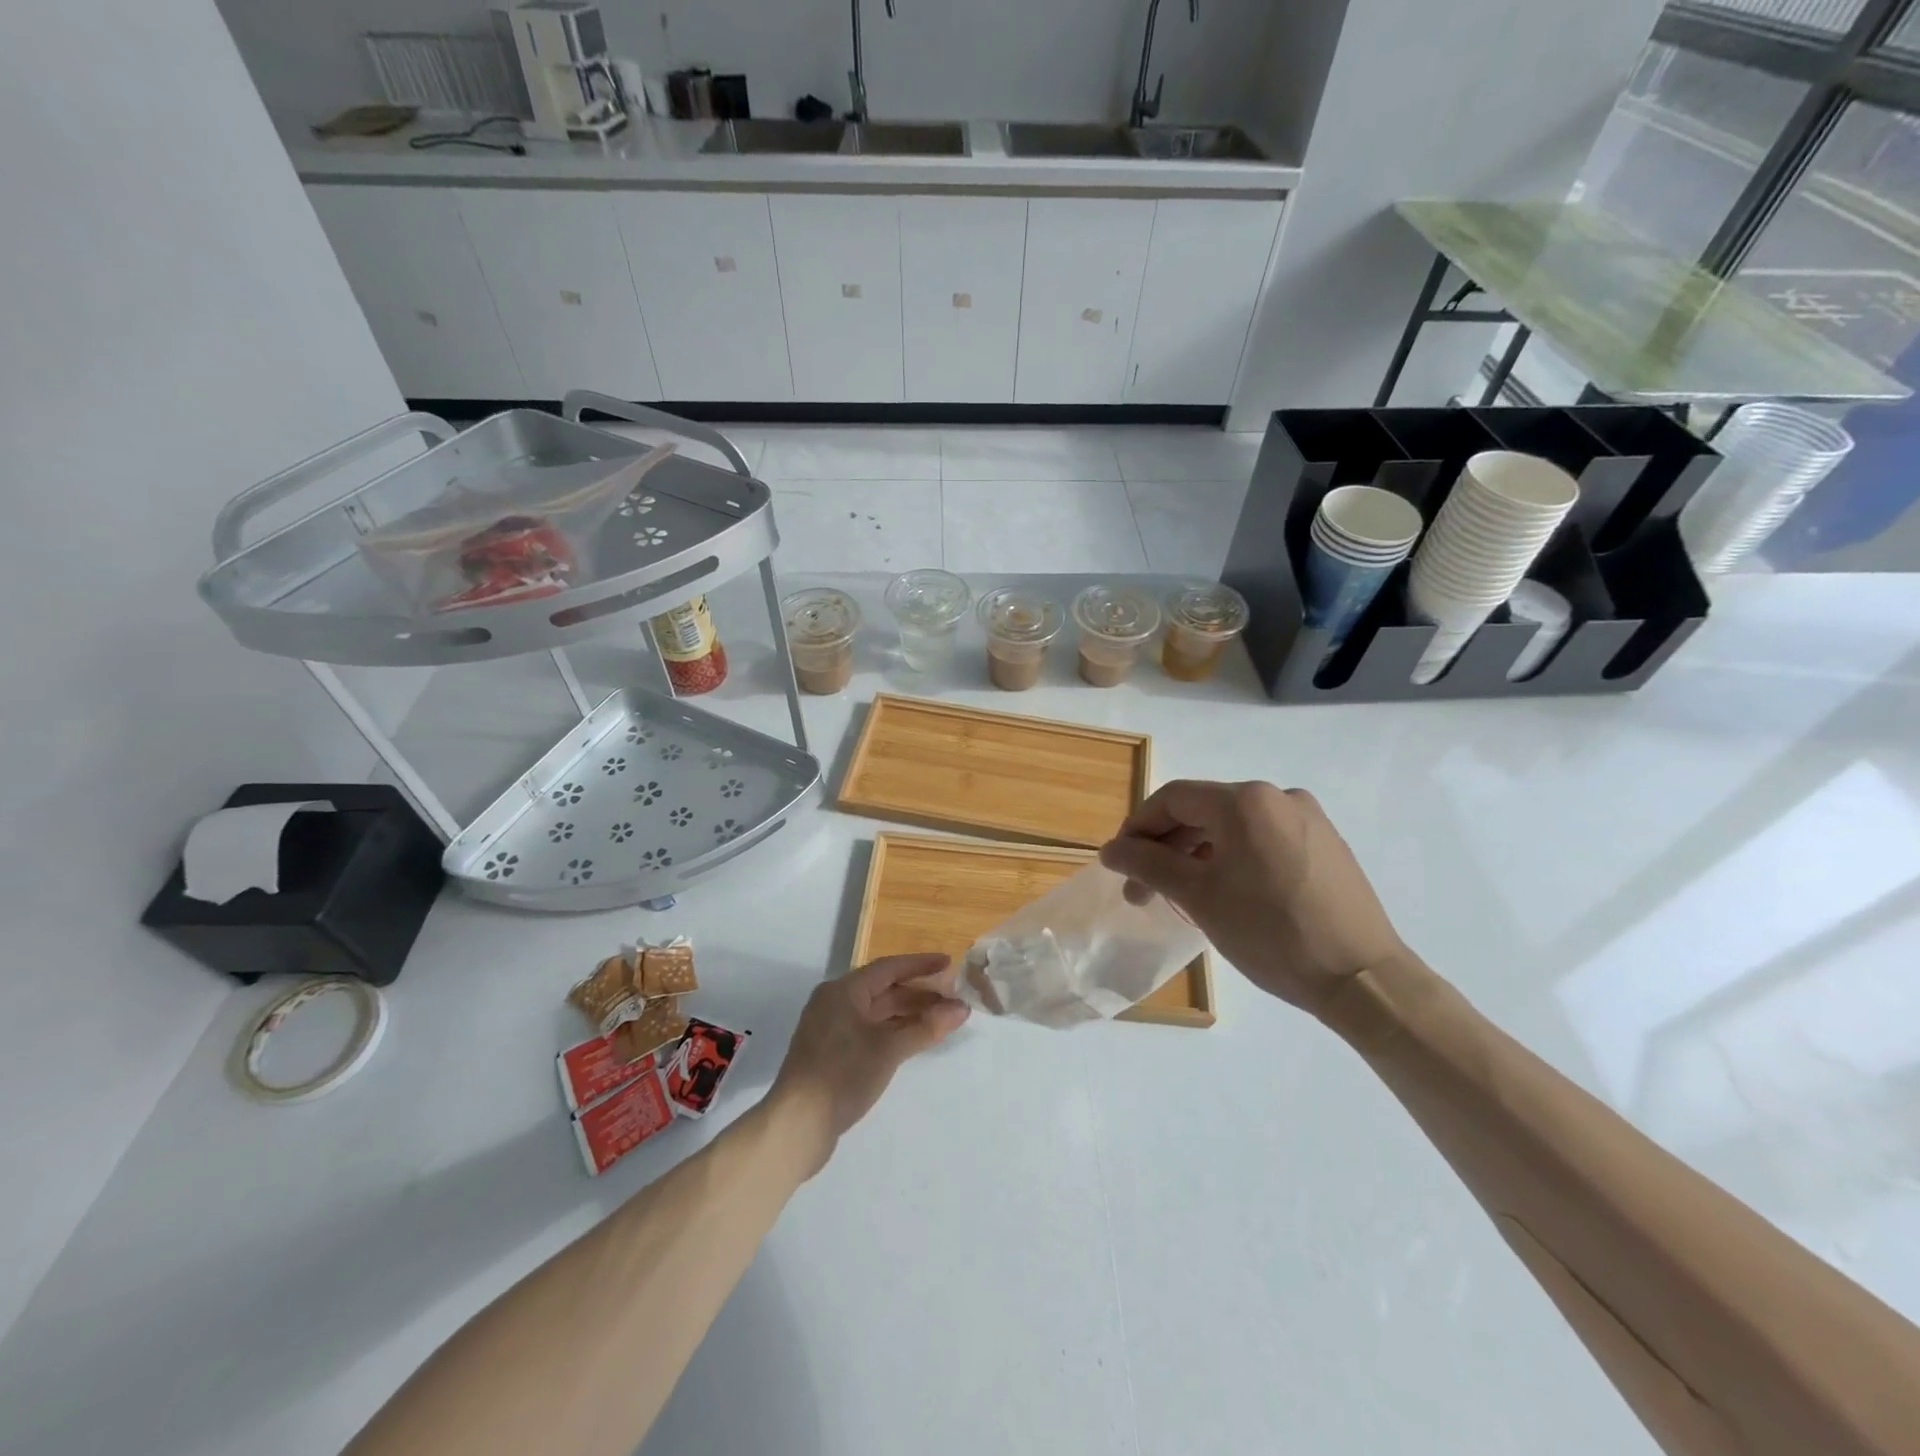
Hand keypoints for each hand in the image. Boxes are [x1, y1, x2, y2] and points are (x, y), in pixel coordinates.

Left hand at [768, 953, 968, 1176]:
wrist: (796, 1126)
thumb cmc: (842, 1075)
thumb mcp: (889, 1049)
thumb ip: (926, 1026)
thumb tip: (962, 1008)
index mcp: (843, 991)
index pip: (889, 968)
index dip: (920, 965)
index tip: (949, 963)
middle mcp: (835, 1003)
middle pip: (884, 989)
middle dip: (919, 993)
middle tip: (953, 997)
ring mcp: (832, 1029)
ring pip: (878, 1013)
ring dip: (909, 1014)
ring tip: (942, 1019)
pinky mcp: (832, 1054)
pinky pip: (870, 1031)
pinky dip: (894, 1032)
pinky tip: (915, 1040)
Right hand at [1097, 780, 1408, 1016]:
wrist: (1363, 979)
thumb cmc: (1271, 933)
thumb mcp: (1199, 897)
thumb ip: (1148, 864)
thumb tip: (1110, 850)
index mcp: (1246, 800)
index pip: (1173, 798)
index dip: (1138, 827)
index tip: (1120, 864)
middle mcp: (1278, 796)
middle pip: (1203, 810)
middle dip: (1165, 846)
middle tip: (1142, 890)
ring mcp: (1307, 819)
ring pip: (1232, 827)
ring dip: (1197, 854)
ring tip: (1180, 895)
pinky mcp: (1325, 844)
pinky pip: (1262, 840)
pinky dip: (1232, 858)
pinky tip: (1225, 892)